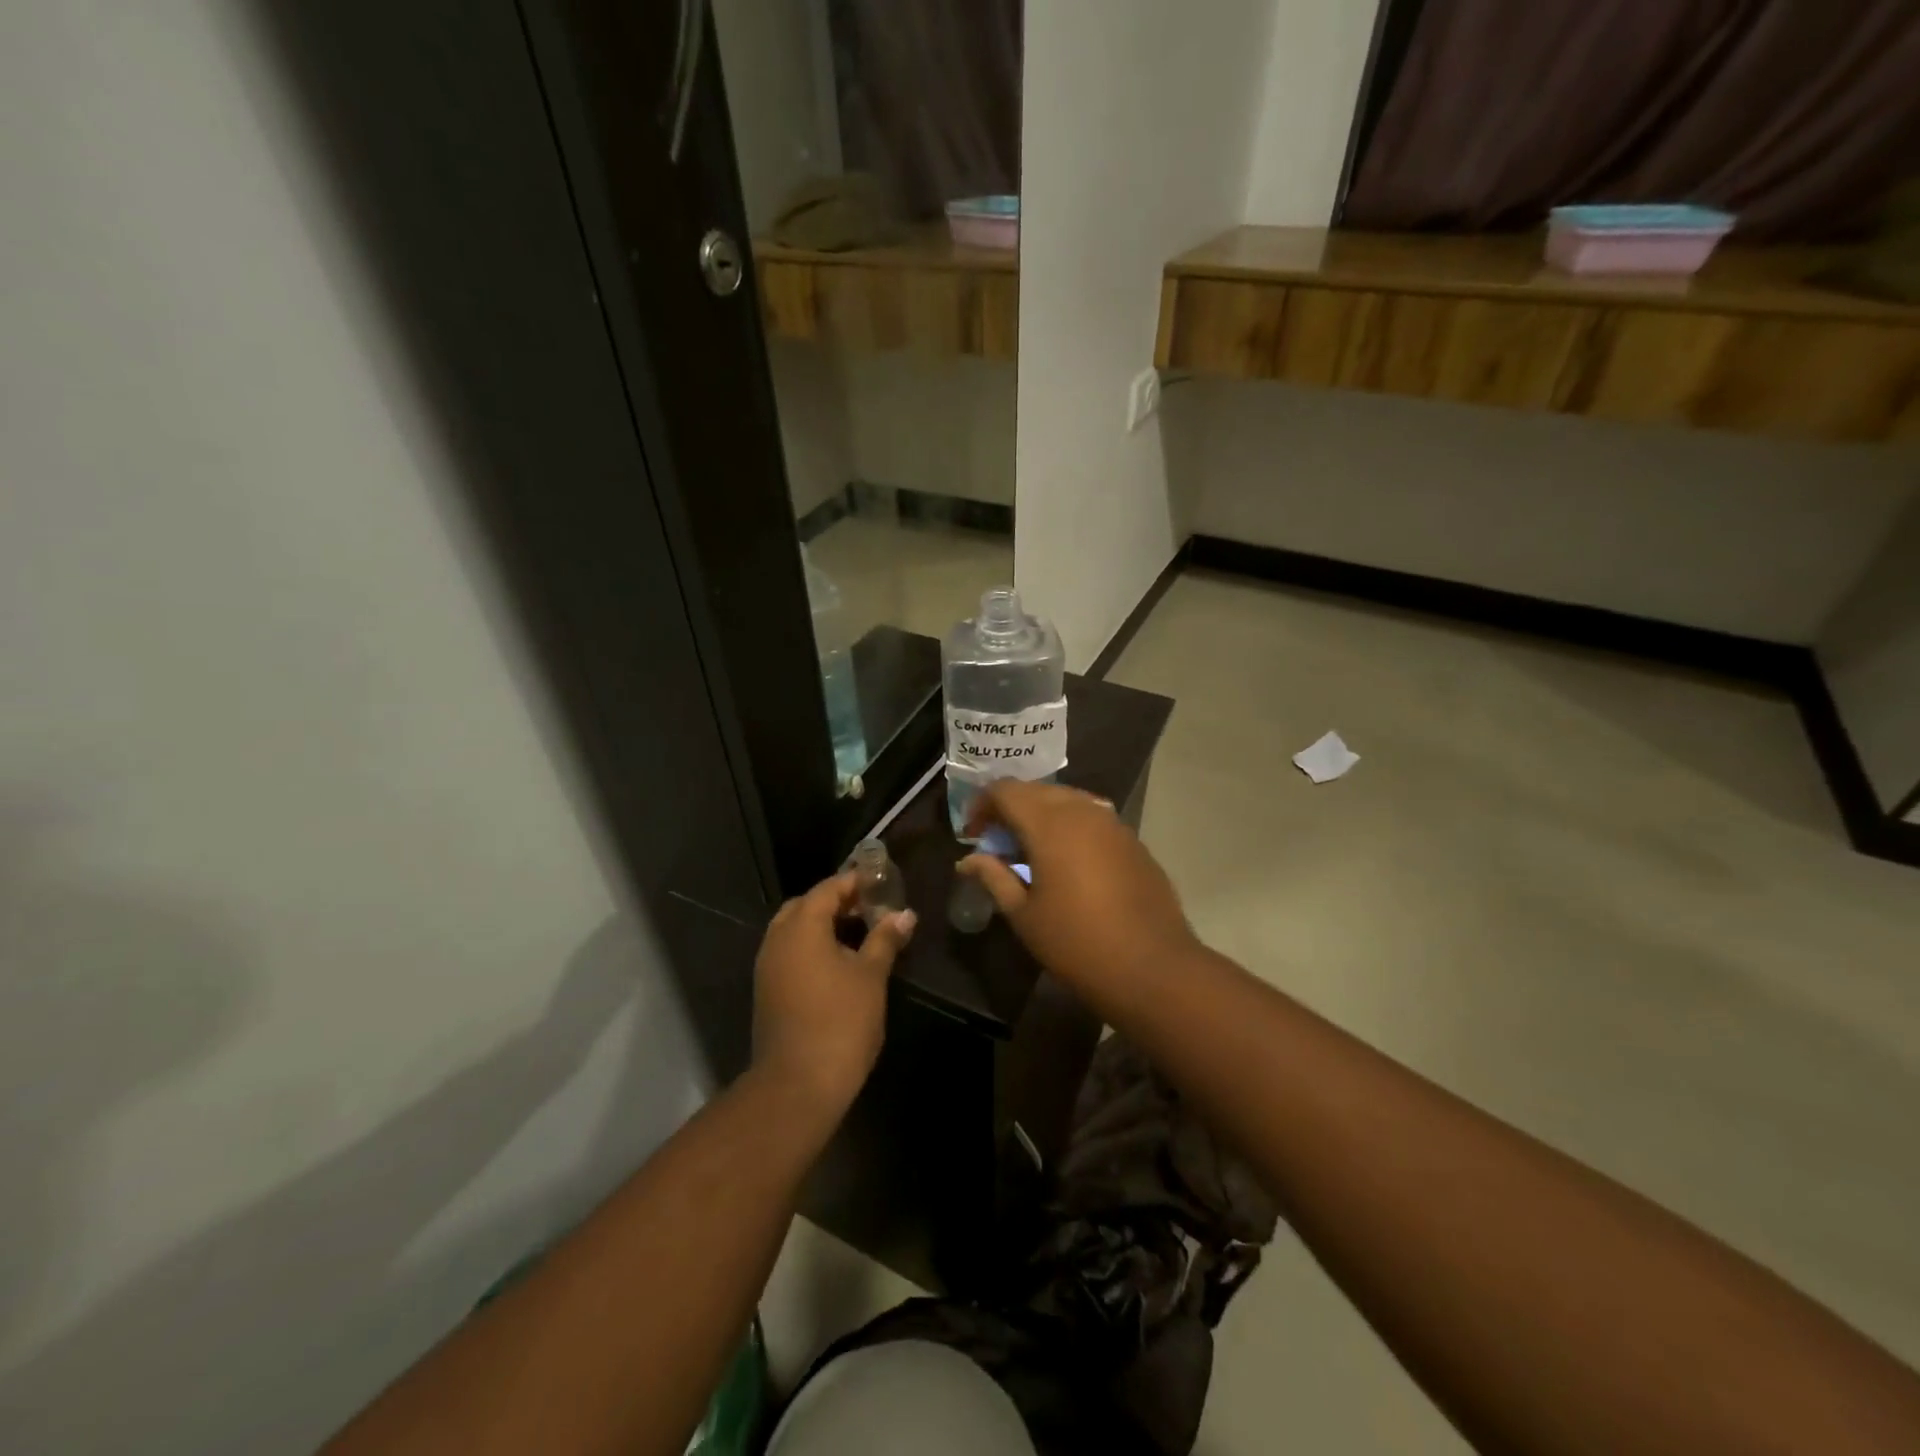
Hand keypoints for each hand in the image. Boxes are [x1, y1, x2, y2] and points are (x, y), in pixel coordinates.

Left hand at [751, 871, 915, 1120]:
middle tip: (871, 908)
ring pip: (795, 931)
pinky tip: (841, 963)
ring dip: (825, 926)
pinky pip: (790, 953)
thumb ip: (885, 939)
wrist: (798, 1084)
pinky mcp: (768, 991)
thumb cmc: (840, 1021)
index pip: (828, 888)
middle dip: (838, 902)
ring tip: (861, 934)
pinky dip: (813, 947)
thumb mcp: (871, 975)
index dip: (855, 882)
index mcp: (801, 927)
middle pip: (806, 906)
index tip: (882, 883)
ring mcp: (768, 967)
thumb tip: (904, 915)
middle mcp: (777, 939)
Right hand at [958, 781, 1196, 990]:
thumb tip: (967, 861)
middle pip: (1036, 790)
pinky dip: (1070, 827)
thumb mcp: (1024, 914)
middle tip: (998, 843)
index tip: (972, 834)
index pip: (1005, 790)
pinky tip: (1068, 861)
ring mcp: (1113, 823)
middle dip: (1011, 808)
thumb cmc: (1076, 943)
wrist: (1152, 967)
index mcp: (1049, 823)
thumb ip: (994, 877)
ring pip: (1067, 800)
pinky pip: (1092, 818)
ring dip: (1042, 815)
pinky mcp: (1132, 840)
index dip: (982, 805)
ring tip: (1031, 850)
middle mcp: (1082, 810)